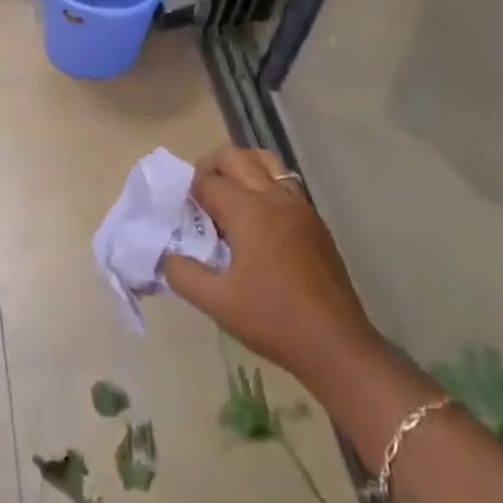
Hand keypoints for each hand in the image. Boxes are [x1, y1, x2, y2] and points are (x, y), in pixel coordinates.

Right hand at [163, 145, 378, 398]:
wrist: (336, 345)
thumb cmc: (273, 319)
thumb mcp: (217, 302)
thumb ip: (183, 274)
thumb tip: (166, 255)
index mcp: (248, 210)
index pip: (208, 181)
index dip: (189, 191)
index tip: (179, 210)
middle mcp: (273, 196)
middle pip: (236, 157)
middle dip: (212, 167)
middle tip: (198, 195)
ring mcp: (299, 206)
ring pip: (266, 162)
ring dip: (241, 169)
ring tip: (228, 198)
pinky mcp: (315, 221)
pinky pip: (284, 184)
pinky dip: (264, 185)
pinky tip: (257, 221)